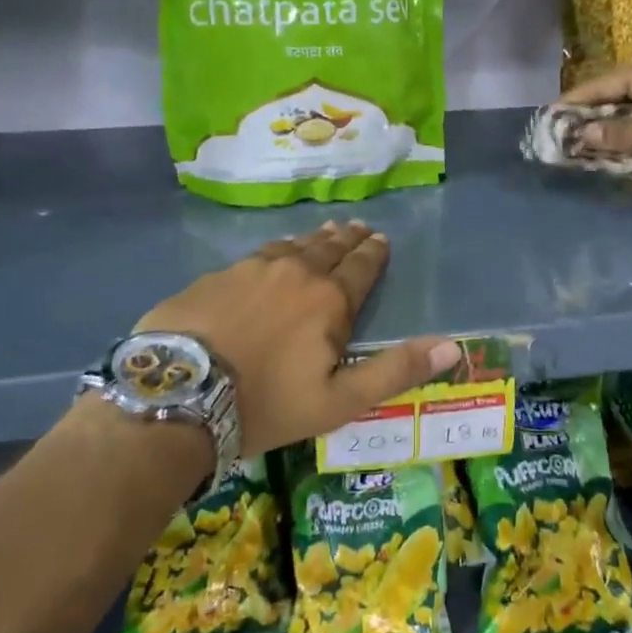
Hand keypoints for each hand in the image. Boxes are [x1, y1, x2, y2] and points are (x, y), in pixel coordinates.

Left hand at [137, 220, 458, 456]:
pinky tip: (273, 253)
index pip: (360, 268)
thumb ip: (396, 370)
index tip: (380, 240)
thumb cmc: (267, 404)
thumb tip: (453, 346)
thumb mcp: (339, 401)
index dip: (373, 254)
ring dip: (312, 240)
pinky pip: (257, 255)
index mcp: (328, 300)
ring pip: (291, 247)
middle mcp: (294, 273)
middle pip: (328, 249)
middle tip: (358, 228)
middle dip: (347, 240)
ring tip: (324, 233)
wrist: (178, 395)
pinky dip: (275, 251)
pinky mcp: (216, 276)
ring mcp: (251, 270)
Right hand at [562, 59, 631, 170]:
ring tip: (586, 146)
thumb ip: (618, 133)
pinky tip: (620, 151)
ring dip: (611, 130)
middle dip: (590, 117)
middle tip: (564, 136)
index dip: (574, 101)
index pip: (600, 85)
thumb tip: (581, 133)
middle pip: (615, 97)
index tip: (549, 116)